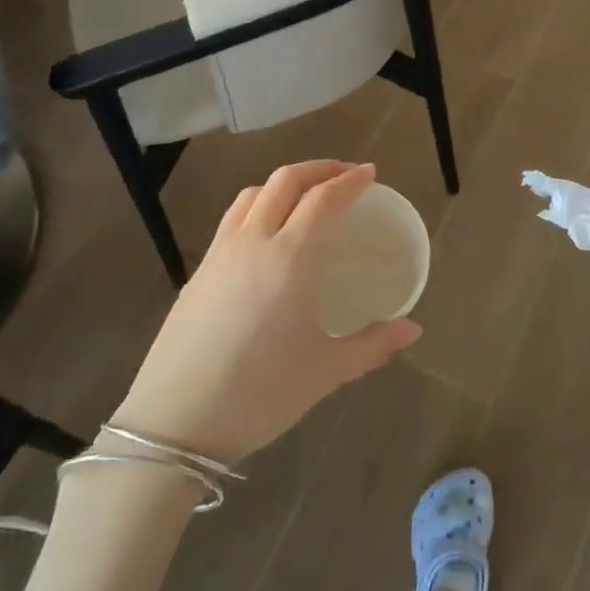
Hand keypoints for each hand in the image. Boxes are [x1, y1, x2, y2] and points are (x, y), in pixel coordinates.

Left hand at [112, 161, 420, 466]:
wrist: (175, 421)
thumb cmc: (260, 393)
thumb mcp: (326, 372)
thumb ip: (373, 345)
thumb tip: (414, 331)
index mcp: (289, 258)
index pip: (323, 199)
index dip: (350, 181)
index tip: (370, 173)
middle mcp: (253, 241)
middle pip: (285, 181)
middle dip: (319, 169)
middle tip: (344, 175)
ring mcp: (220, 253)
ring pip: (253, 194)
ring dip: (284, 182)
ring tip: (305, 195)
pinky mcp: (198, 271)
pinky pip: (233, 218)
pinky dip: (258, 205)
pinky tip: (266, 233)